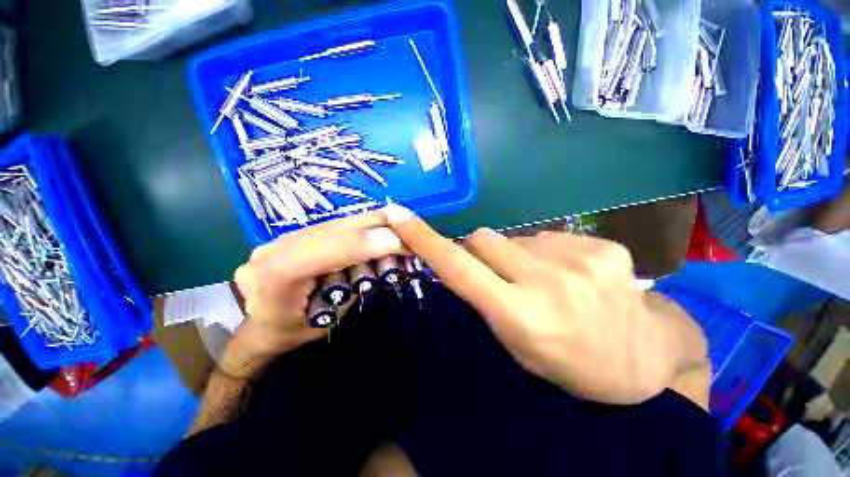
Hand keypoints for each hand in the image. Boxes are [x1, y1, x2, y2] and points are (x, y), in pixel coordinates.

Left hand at [225, 212, 404, 378]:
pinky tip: (380, 238)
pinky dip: (366, 230)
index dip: (363, 244)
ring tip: (399, 240)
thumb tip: (383, 262)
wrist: (249, 323)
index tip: (400, 244)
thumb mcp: (322, 323)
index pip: (324, 251)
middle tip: (410, 237)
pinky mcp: (299, 232)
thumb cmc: (287, 332)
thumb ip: (352, 290)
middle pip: (338, 227)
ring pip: (342, 221)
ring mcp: (288, 235)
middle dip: (380, 228)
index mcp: (274, 277)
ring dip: (377, 227)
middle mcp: (278, 246)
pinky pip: (340, 225)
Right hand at [384, 204, 706, 404]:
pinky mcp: (603, 246)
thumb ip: (483, 299)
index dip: (425, 240)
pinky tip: (571, 274)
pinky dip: (548, 252)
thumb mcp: (515, 344)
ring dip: (516, 254)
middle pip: (483, 238)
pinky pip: (551, 237)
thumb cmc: (570, 362)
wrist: (644, 357)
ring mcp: (580, 259)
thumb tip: (460, 258)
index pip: (458, 268)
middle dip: (478, 250)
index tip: (399, 215)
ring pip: (516, 236)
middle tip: (498, 274)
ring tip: (543, 279)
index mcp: (521, 316)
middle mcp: (547, 282)